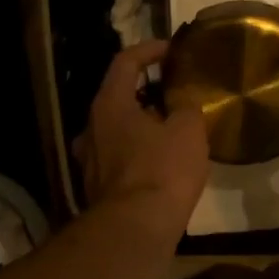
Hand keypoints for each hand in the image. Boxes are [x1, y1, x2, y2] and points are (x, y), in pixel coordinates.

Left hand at [73, 40, 209, 242]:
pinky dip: (137, 153)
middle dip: (146, 93)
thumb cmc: (163, 170)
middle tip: (173, 94)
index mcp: (109, 105)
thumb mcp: (188, 130)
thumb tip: (182, 105)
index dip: (149, 50)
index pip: (125, 62)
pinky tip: (160, 164)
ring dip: (141, 126)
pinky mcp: (97, 189)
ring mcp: (90, 161)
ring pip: (116, 131)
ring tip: (170, 131)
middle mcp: (91, 128)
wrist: (136, 229)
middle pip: (117, 98)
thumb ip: (186, 108)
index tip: (171, 49)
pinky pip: (118, 159)